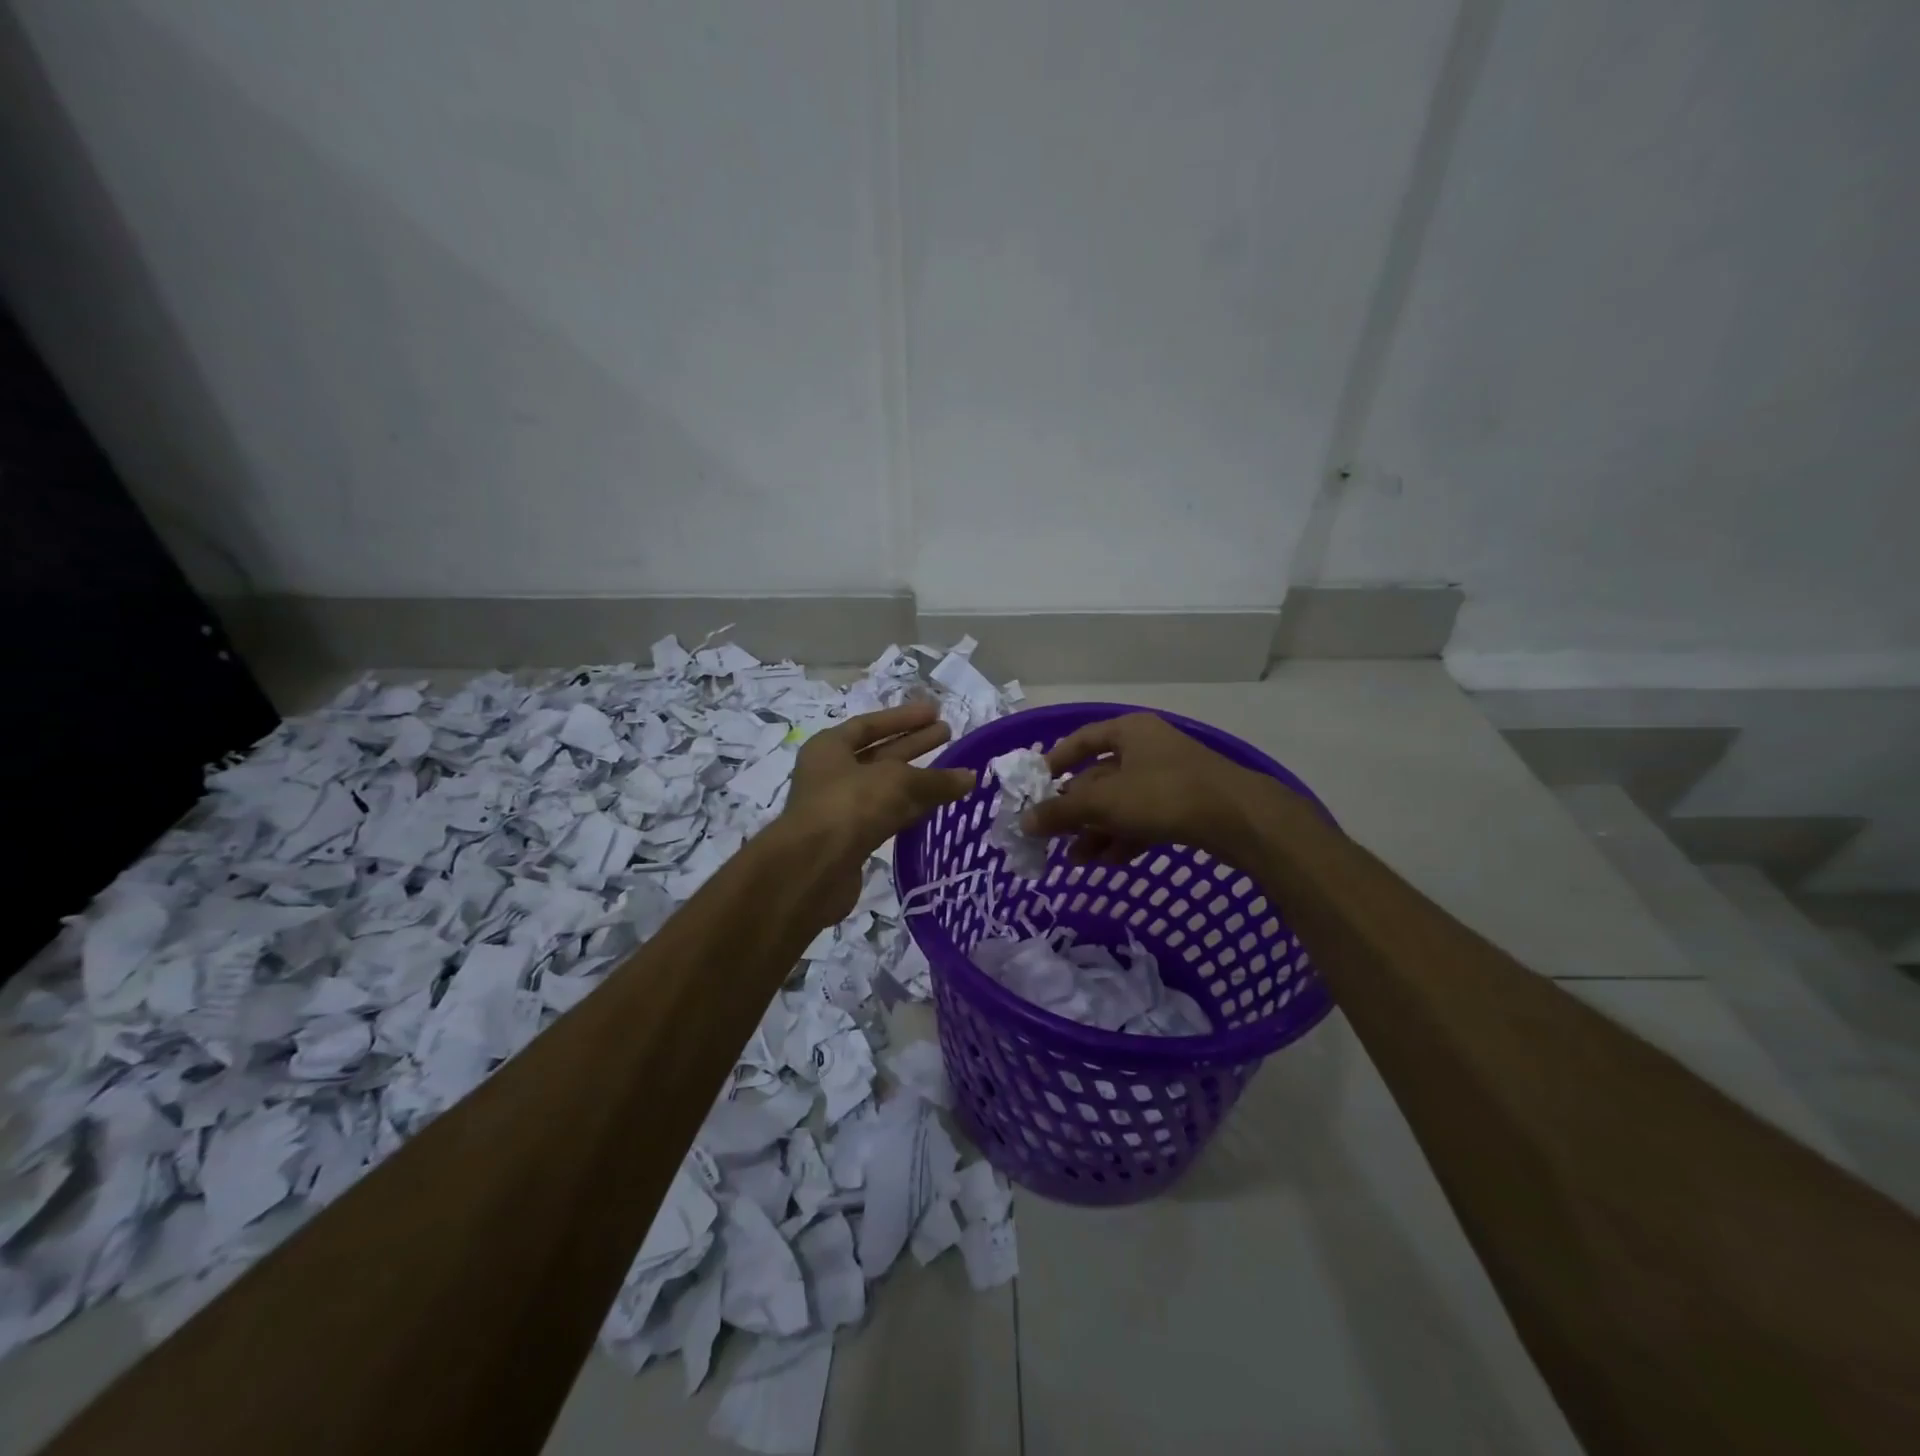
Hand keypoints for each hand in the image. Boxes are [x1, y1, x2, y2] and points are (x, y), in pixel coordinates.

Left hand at [777, 702, 976, 920]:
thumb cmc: (850, 806)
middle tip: (947, 734)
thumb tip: (970, 778)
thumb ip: (935, 780)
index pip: (870, 725)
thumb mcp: (897, 782)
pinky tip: (937, 807)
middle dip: (914, 744)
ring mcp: (841, 808)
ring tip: (953, 773)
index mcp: (830, 748)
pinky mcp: (852, 840)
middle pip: (879, 754)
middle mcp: (832, 774)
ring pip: (886, 788)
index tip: (935, 712)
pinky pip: (888, 815)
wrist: (814, 868)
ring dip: (917, 780)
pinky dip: (911, 809)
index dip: (904, 718)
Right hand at [1022, 712, 1296, 864]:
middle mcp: (1148, 748)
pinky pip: (1144, 818)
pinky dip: (1125, 838)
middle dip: (1076, 810)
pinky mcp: (1186, 805)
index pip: (1081, 740)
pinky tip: (1109, 863)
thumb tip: (1024, 821)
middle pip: (1100, 777)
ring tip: (1078, 860)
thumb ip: (1062, 811)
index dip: (1055, 763)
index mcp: (1129, 731)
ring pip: (1122, 803)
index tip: (1035, 789)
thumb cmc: (1164, 795)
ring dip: (1097, 831)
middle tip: (1054, 837)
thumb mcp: (1105, 803)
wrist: (1240, 819)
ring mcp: (1170, 777)